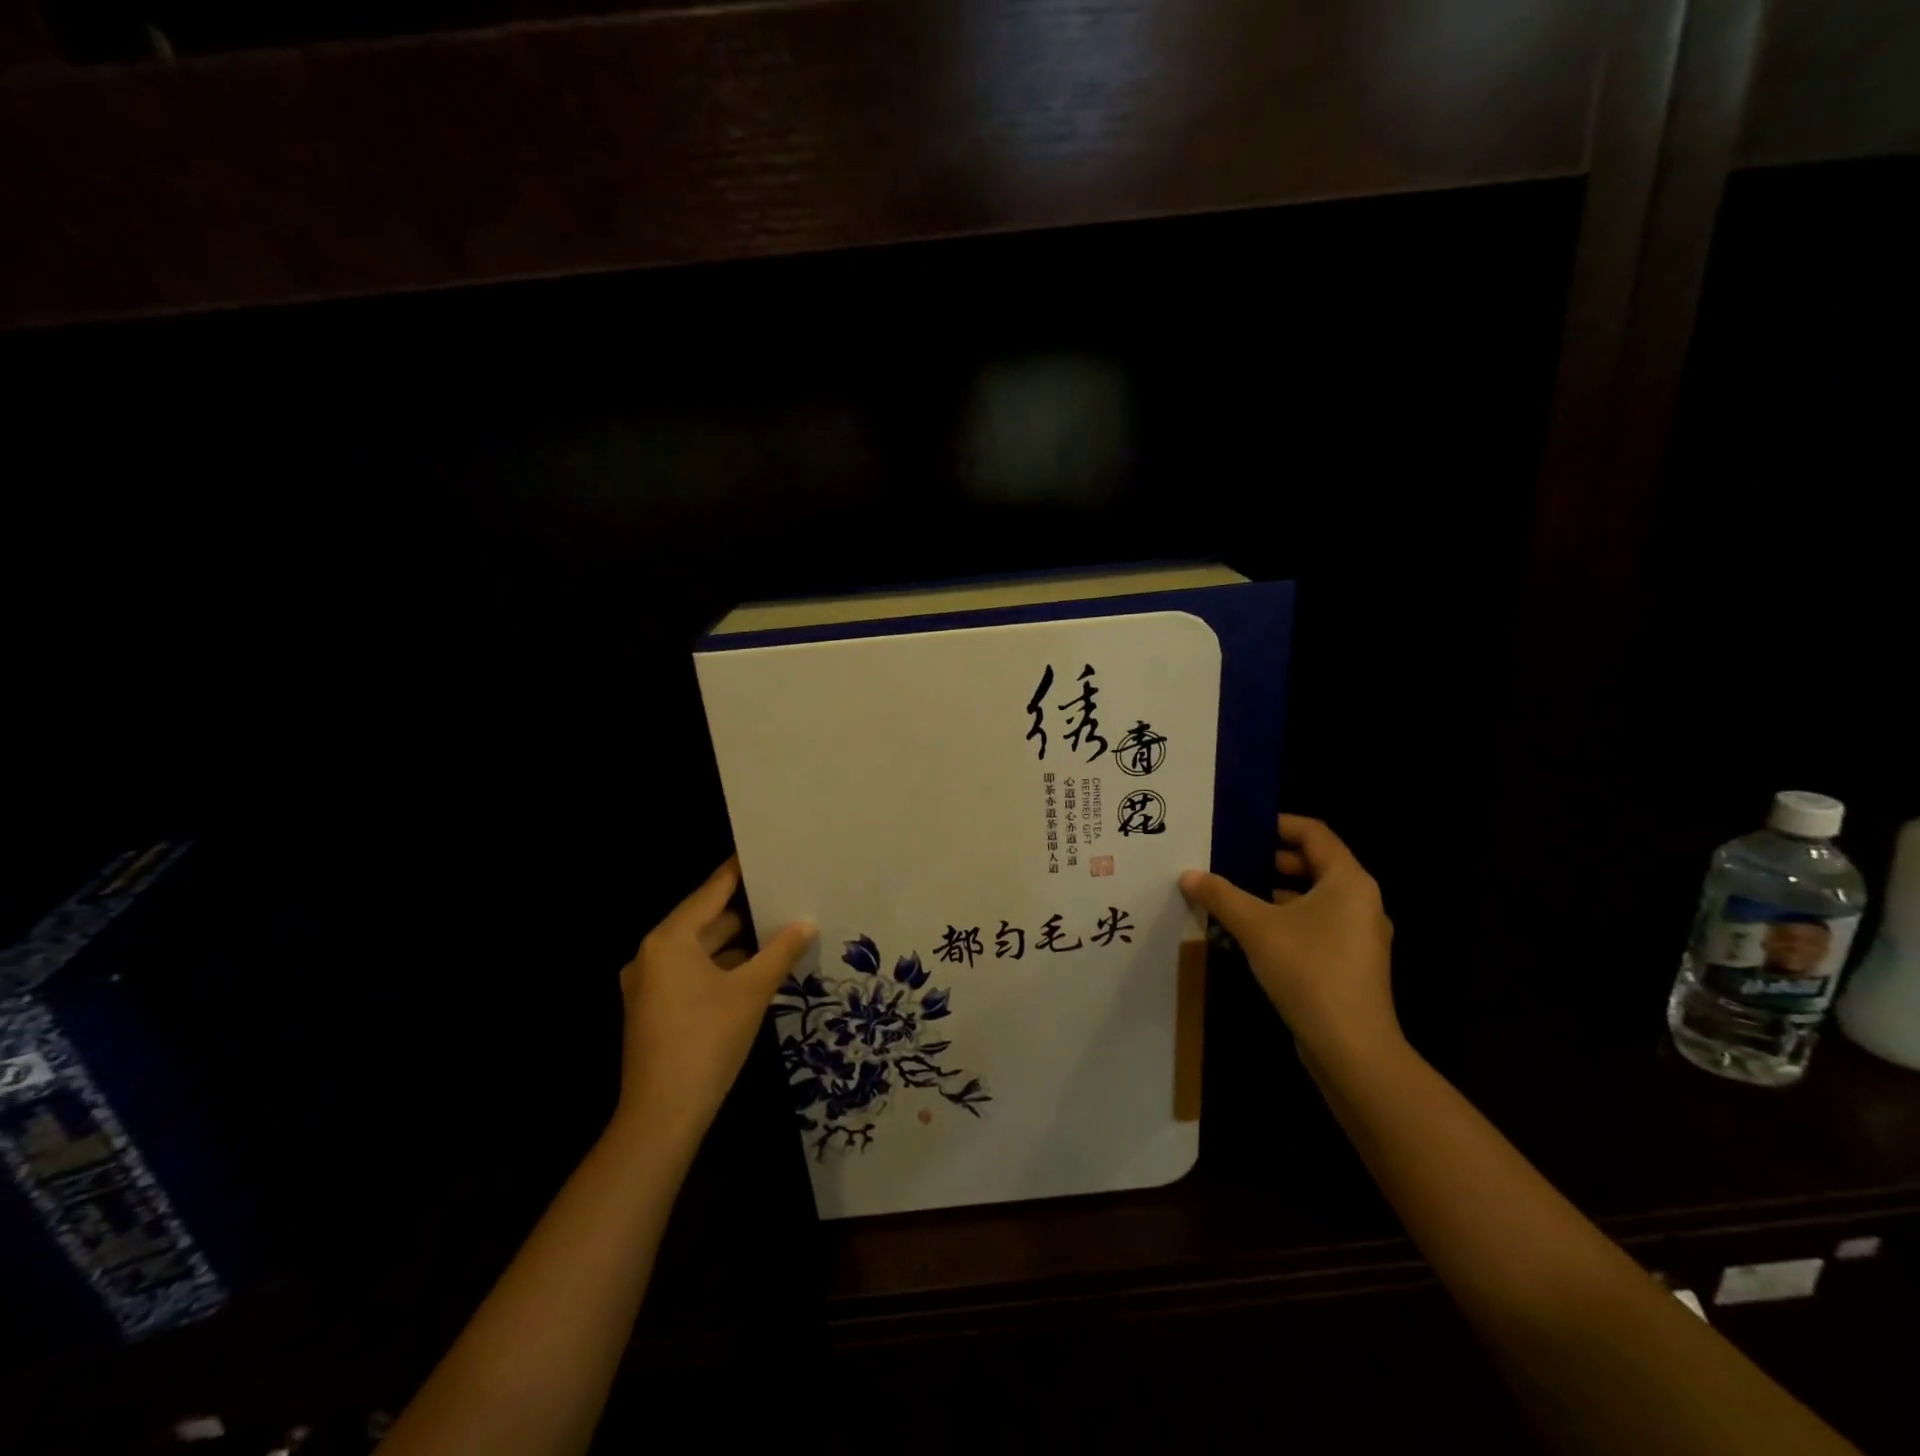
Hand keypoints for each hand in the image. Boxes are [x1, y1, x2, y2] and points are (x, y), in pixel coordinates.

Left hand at [614, 857, 816, 1142]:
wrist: (662, 1116)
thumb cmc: (707, 1040)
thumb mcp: (752, 991)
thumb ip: (781, 951)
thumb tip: (807, 922)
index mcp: (669, 940)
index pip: (711, 891)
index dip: (740, 872)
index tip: (766, 852)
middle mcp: (652, 954)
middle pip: (705, 920)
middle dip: (746, 911)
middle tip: (786, 893)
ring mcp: (650, 985)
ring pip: (701, 950)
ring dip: (737, 944)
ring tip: (780, 928)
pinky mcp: (655, 1010)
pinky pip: (693, 973)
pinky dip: (722, 968)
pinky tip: (757, 969)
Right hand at [1179, 815, 1396, 1058]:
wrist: (1352, 1048)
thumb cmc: (1309, 970)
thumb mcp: (1256, 927)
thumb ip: (1221, 895)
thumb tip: (1188, 874)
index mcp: (1348, 881)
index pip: (1314, 833)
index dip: (1278, 824)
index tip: (1242, 827)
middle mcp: (1361, 901)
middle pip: (1315, 864)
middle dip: (1271, 859)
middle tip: (1230, 859)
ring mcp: (1359, 935)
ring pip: (1314, 898)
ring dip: (1275, 892)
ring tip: (1233, 895)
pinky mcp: (1351, 964)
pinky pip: (1316, 925)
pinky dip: (1286, 919)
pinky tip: (1252, 933)